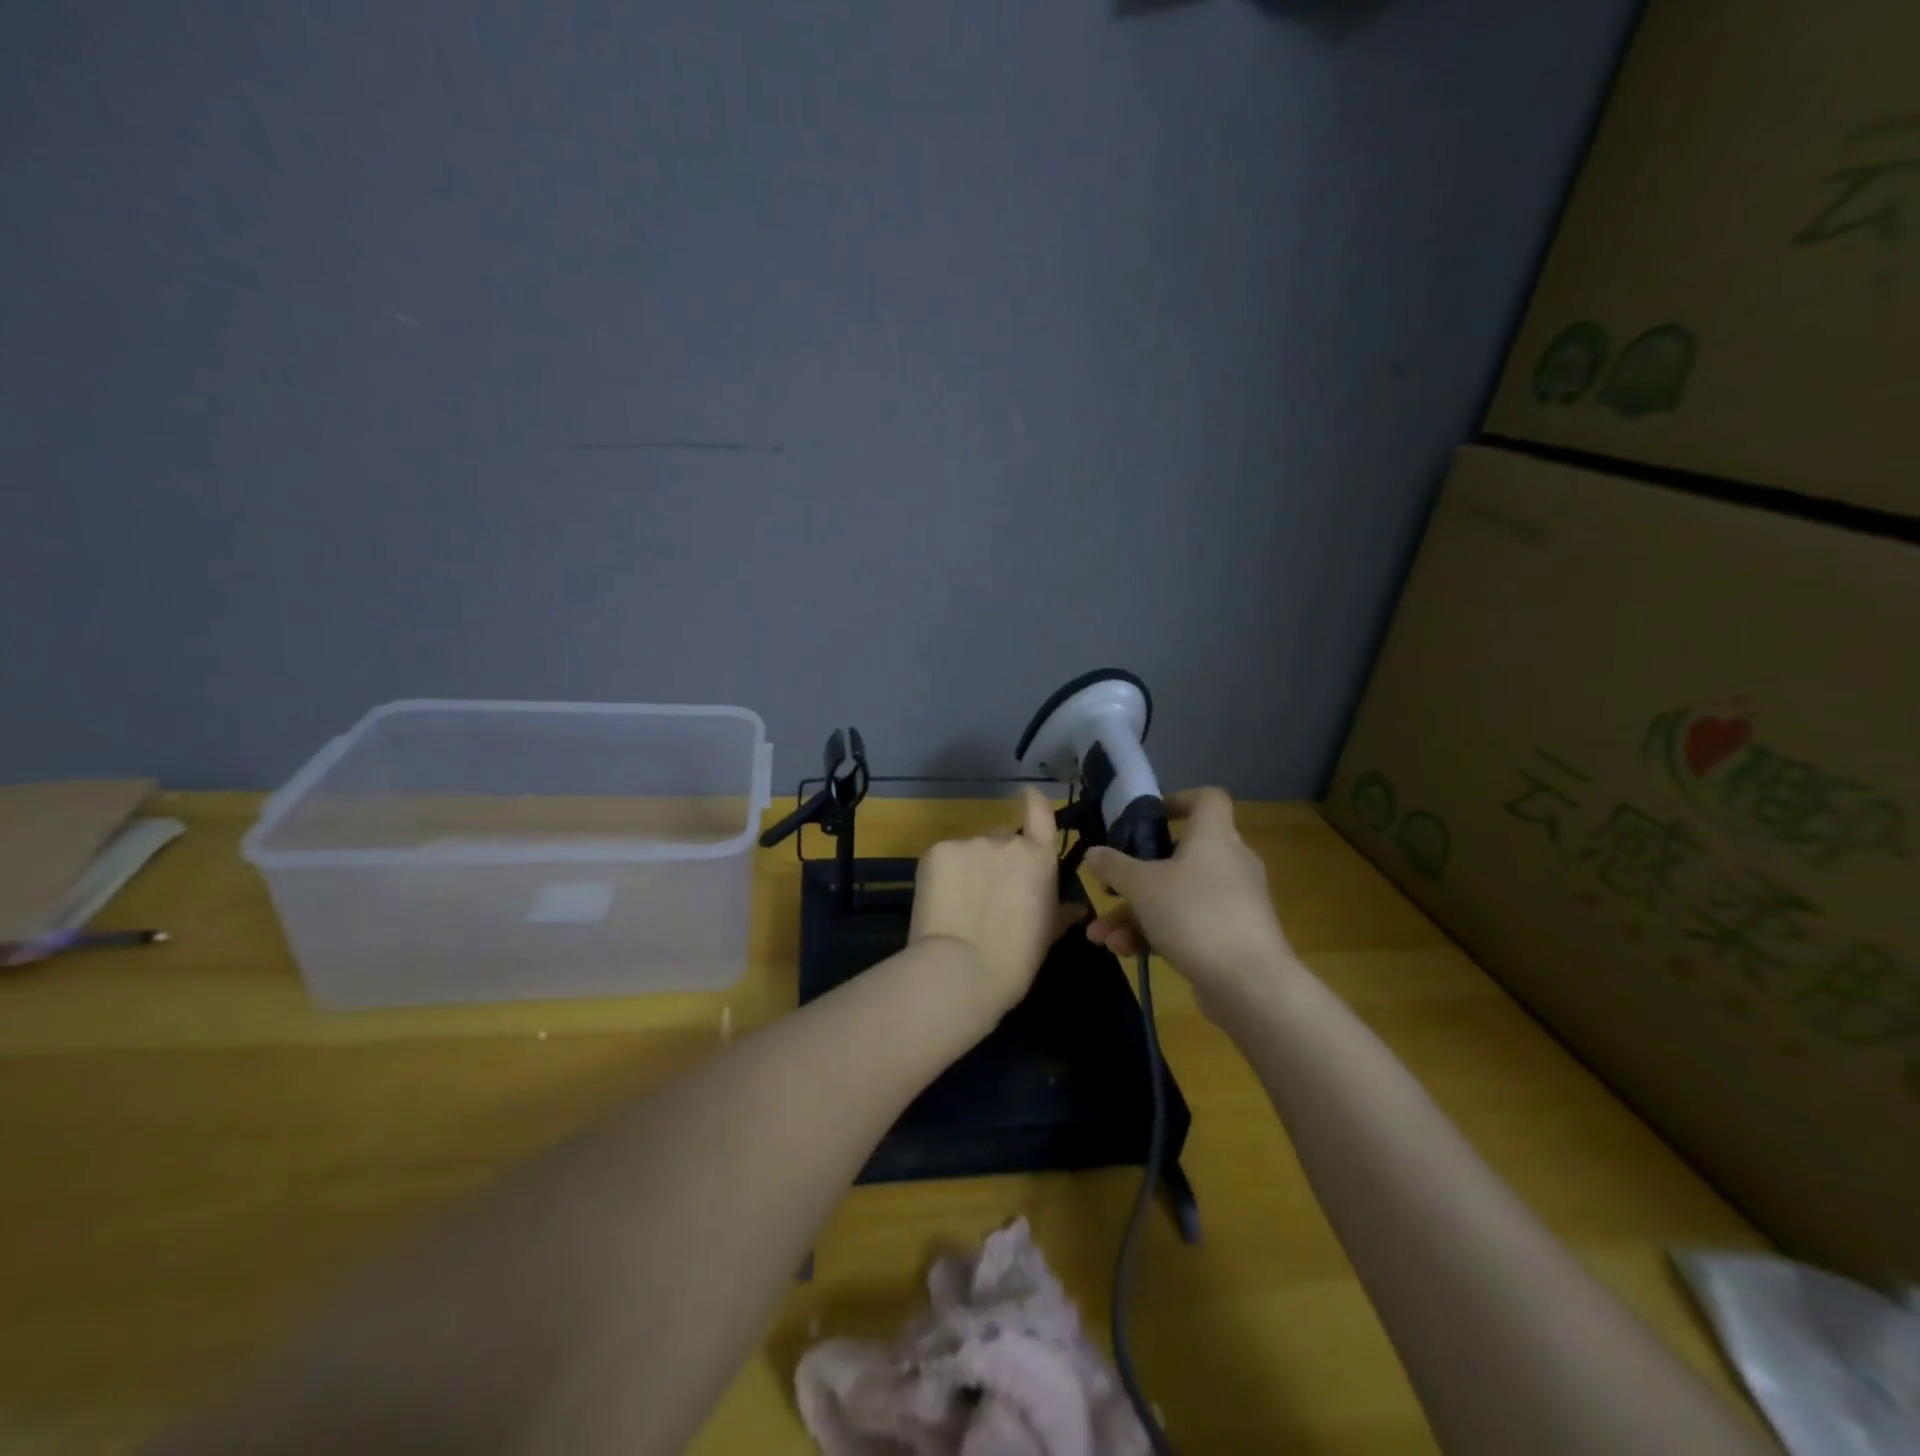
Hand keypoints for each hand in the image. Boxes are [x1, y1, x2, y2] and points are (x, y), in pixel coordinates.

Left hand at [909, 788, 1076, 1015]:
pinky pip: (944, 857)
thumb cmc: (1015, 959)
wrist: (962, 969)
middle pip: (1001, 839)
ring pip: (970, 850)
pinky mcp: (937, 850)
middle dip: (996, 860)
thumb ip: (1061, 913)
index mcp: (1039, 858)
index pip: (1040, 813)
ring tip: (961, 905)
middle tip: (987, 894)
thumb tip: (1077, 909)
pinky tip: (941, 902)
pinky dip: (943, 874)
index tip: (1027, 795)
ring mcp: (970, 842)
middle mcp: (1006, 841)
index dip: (1034, 802)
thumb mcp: (1047, 936)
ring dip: (969, 868)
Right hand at [1083, 788, 1296, 1011]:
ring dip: (1134, 914)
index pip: (1208, 799)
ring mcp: (1232, 902)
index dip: (1179, 800)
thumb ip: (1115, 866)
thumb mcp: (1143, 886)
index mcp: (1213, 837)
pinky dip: (1155, 934)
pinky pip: (1187, 924)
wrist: (1250, 984)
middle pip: (1180, 855)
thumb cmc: (1195, 915)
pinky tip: (1124, 952)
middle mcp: (1228, 863)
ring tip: (1101, 935)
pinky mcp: (1231, 937)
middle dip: (1135, 876)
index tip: (1149, 817)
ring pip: (1176, 896)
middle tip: (1109, 889)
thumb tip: (1094, 852)